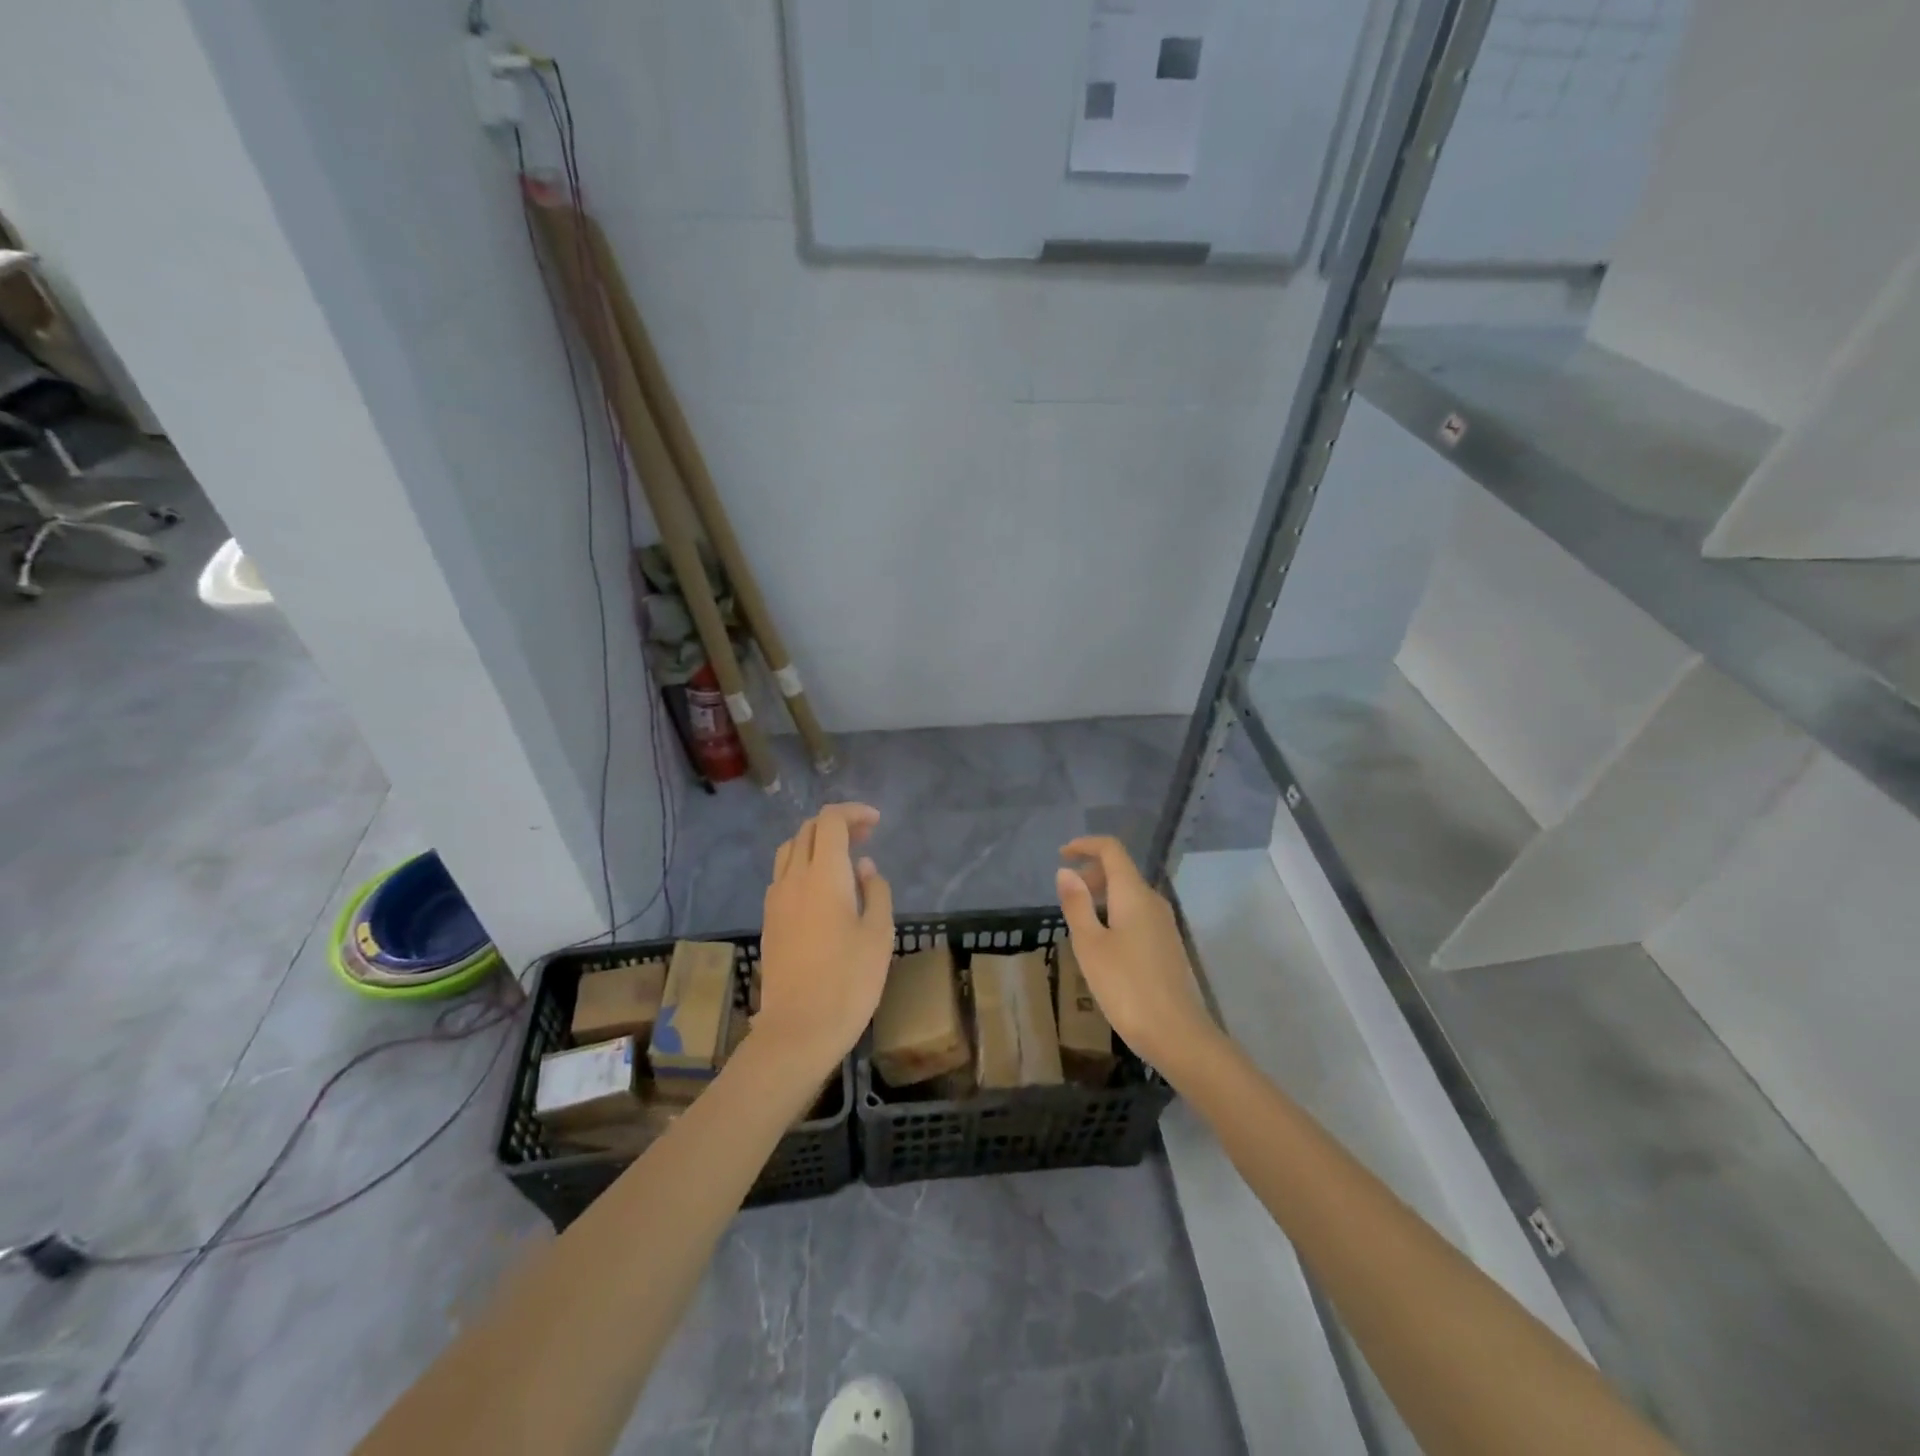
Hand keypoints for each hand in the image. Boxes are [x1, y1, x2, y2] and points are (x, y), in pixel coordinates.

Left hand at [756, 803, 894, 1074]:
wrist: (798, 1030)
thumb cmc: (849, 981)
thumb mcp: (879, 934)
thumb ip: (875, 892)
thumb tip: (864, 867)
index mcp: (823, 875)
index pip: (830, 821)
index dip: (853, 813)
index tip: (876, 823)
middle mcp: (793, 879)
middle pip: (807, 831)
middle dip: (836, 824)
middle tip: (865, 837)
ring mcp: (775, 900)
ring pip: (789, 851)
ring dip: (816, 843)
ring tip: (843, 859)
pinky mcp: (769, 921)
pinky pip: (783, 876)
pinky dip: (803, 866)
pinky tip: (823, 890)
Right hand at [1056, 836, 1212, 1068]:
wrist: (1177, 1034)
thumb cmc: (1126, 986)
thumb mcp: (1090, 945)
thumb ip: (1077, 905)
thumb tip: (1066, 872)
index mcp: (1133, 894)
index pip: (1112, 850)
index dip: (1085, 845)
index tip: (1061, 854)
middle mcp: (1153, 901)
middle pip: (1121, 871)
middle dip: (1091, 872)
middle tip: (1066, 893)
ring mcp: (1164, 924)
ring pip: (1129, 894)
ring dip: (1102, 895)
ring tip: (1079, 919)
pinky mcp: (1167, 945)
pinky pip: (1137, 914)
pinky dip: (1115, 913)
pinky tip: (1102, 943)